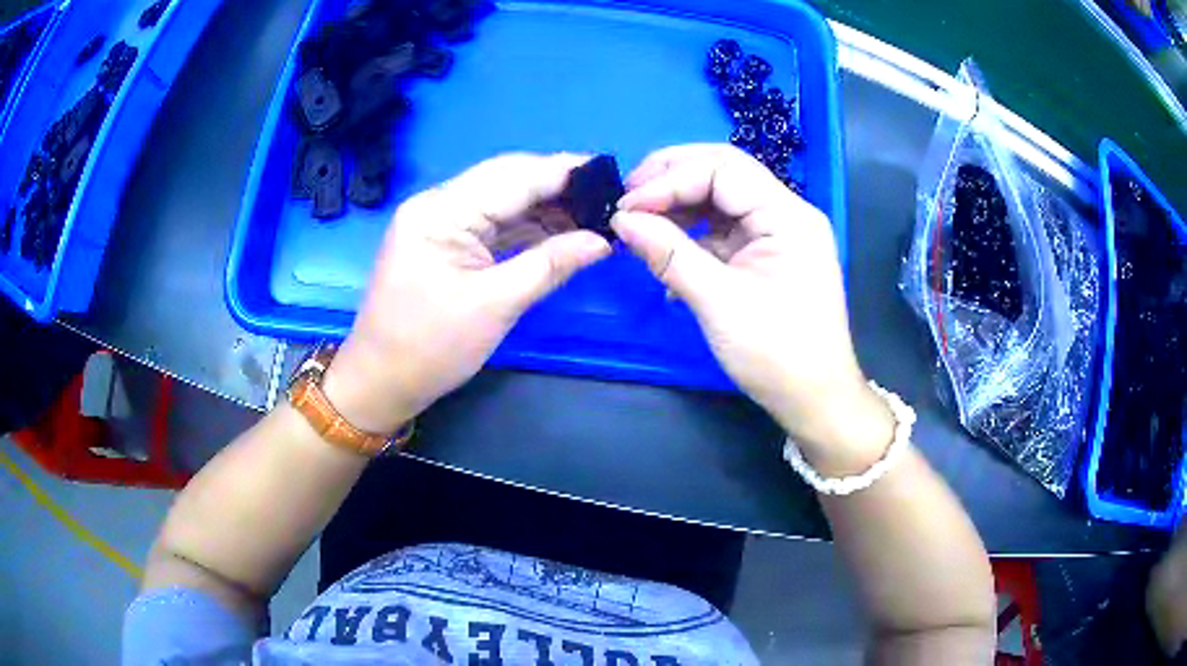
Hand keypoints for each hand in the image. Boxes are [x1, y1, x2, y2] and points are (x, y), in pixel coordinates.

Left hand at [323, 153, 610, 433]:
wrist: (380, 381)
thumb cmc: (431, 348)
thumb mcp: (496, 305)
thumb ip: (551, 264)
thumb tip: (602, 242)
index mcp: (442, 212)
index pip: (513, 177)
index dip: (563, 172)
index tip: (611, 173)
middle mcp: (437, 204)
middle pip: (507, 180)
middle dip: (557, 186)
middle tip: (607, 196)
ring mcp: (438, 221)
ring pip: (501, 200)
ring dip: (544, 206)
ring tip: (592, 214)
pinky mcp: (442, 240)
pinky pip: (491, 223)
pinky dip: (525, 226)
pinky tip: (559, 230)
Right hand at [614, 144, 891, 466]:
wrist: (814, 399)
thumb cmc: (776, 354)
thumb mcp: (719, 303)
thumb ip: (669, 253)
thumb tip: (621, 220)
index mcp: (787, 216)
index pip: (722, 170)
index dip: (670, 180)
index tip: (626, 207)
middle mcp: (786, 213)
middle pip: (724, 172)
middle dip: (672, 178)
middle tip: (627, 197)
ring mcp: (778, 233)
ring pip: (721, 198)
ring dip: (678, 205)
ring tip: (639, 223)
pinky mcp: (767, 254)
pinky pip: (724, 228)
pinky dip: (691, 234)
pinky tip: (665, 251)